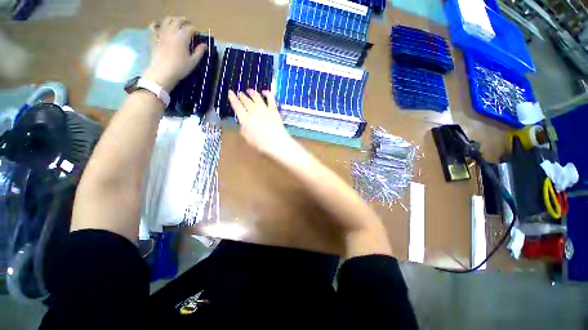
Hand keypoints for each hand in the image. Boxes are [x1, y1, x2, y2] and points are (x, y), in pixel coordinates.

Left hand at [144, 16, 207, 90]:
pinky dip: (157, 24)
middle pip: (178, 21)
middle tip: (188, 24)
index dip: (195, 30)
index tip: (198, 34)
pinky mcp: (154, 38)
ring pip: (166, 20)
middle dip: (184, 21)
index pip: (190, 28)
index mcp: (182, 37)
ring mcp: (161, 33)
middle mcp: (172, 32)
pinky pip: (153, 27)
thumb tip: (204, 45)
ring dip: (172, 19)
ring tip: (176, 22)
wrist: (162, 72)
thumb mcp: (193, 62)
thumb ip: (199, 52)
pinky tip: (159, 25)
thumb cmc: (180, 68)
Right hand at [228, 89, 302, 161]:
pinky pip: (270, 99)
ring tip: (249, 90)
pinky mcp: (274, 110)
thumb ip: (244, 131)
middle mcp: (253, 112)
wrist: (277, 143)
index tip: (230, 93)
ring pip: (256, 97)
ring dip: (252, 93)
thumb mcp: (249, 140)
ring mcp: (264, 110)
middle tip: (240, 93)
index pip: (237, 106)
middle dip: (242, 96)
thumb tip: (243, 125)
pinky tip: (265, 91)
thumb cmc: (262, 144)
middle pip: (246, 101)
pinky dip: (267, 93)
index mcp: (245, 119)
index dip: (233, 98)